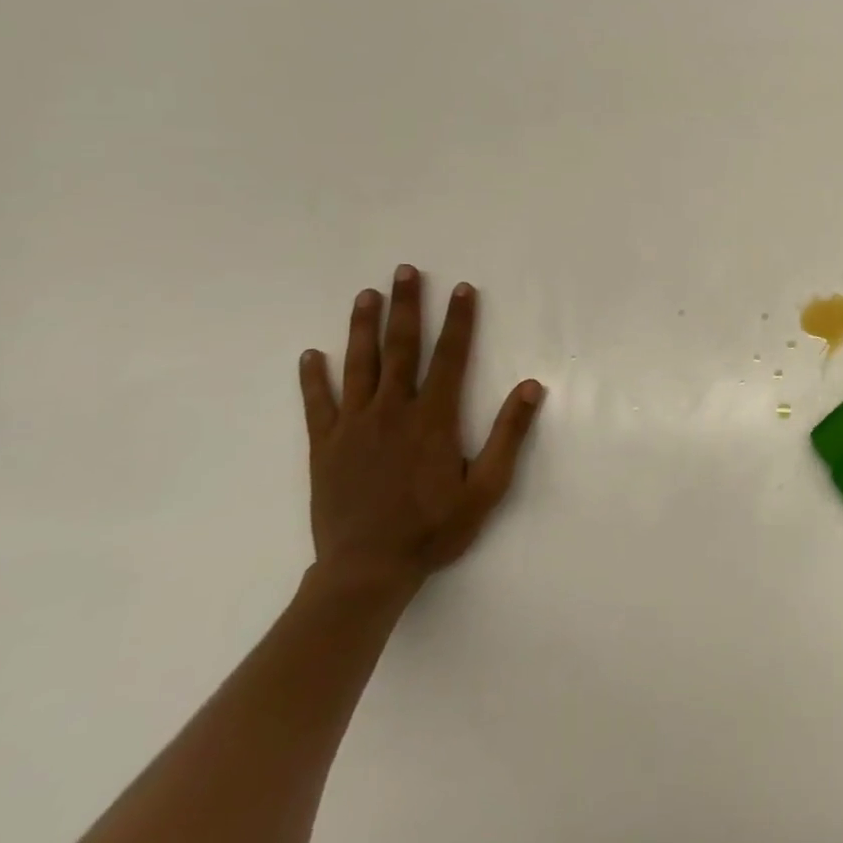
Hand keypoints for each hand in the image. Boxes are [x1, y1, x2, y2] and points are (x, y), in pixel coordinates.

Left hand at [298, 264, 544, 596]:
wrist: (366, 571)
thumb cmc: (434, 529)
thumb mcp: (487, 487)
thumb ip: (508, 434)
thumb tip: (531, 386)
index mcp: (432, 419)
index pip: (449, 357)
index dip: (458, 320)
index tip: (462, 288)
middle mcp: (391, 412)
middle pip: (400, 348)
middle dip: (406, 307)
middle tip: (404, 271)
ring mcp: (353, 427)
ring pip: (358, 366)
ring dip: (362, 327)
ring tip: (365, 294)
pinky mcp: (325, 447)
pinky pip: (318, 404)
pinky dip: (313, 378)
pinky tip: (310, 354)